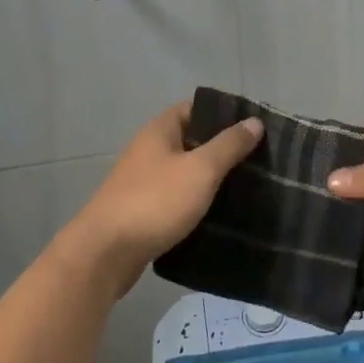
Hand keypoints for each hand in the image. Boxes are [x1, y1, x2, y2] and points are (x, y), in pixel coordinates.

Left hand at [58, 101, 262, 297]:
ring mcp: (143, 182)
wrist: (105, 254)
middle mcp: (148, 151)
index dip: (223, 114)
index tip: (253, 127)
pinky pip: (176, 199)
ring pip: (184, 173)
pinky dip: (196, 203)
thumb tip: (254, 121)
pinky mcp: (143, 212)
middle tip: (258, 161)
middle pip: (191, 141)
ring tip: (246, 188)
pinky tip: (219, 215)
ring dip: (210, 179)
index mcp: (159, 131)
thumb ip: (228, 145)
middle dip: (222, 150)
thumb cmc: (155, 202)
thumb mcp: (200, 170)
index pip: (194, 108)